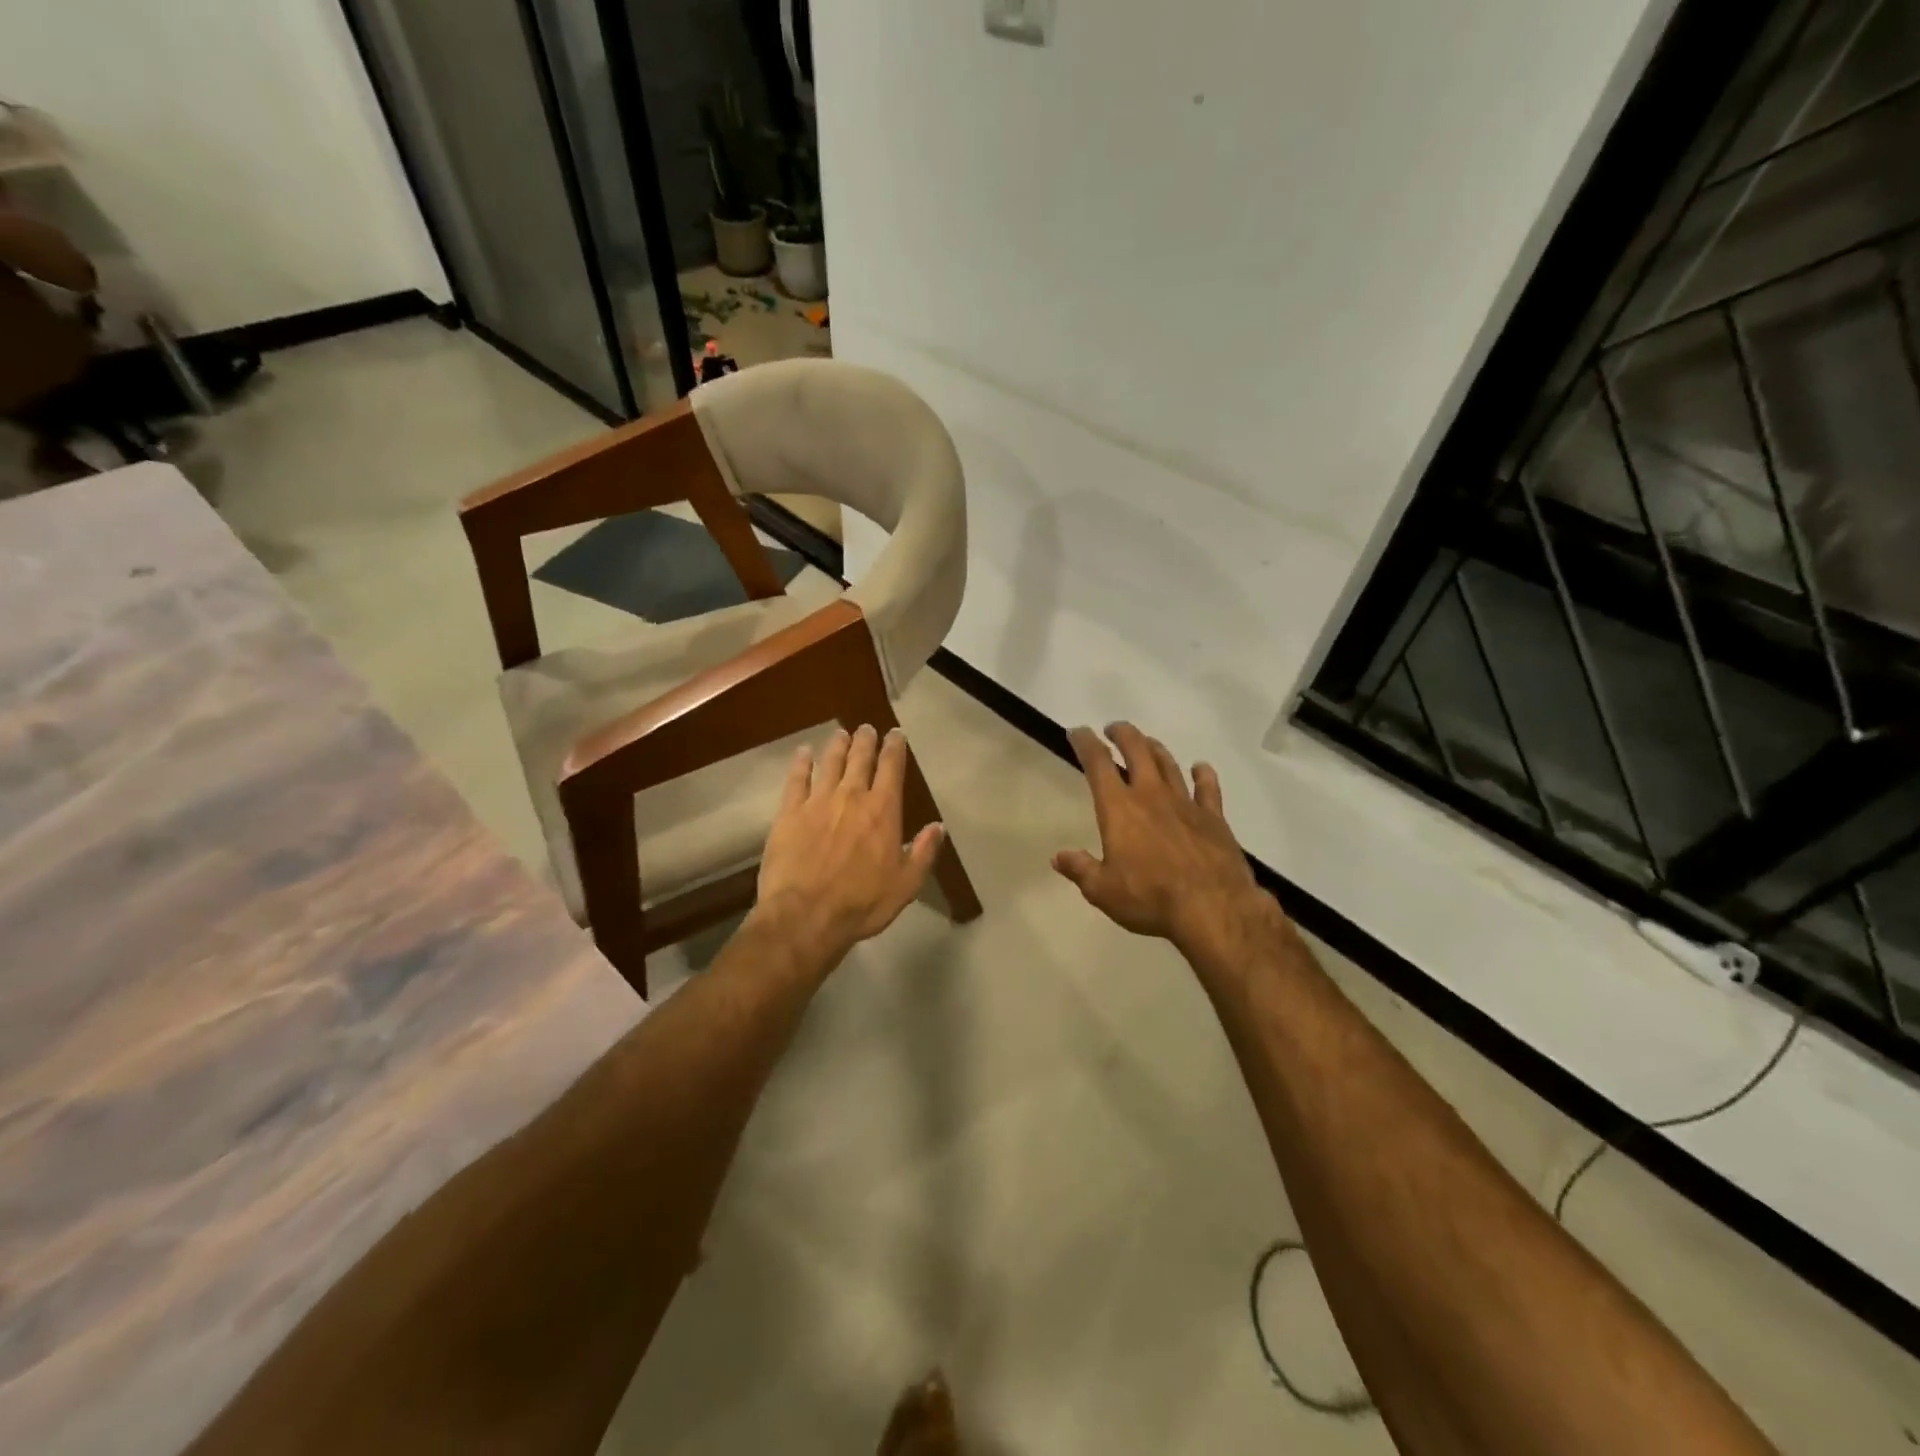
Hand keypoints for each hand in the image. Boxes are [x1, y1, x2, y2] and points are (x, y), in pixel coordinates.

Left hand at [753, 725, 945, 972]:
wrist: (805, 916)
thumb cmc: (861, 903)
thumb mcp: (905, 884)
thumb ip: (923, 852)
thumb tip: (938, 826)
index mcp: (883, 811)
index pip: (892, 768)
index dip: (895, 748)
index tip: (896, 734)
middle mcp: (851, 796)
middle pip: (860, 758)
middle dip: (866, 740)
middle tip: (867, 728)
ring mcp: (817, 802)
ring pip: (830, 762)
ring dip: (837, 745)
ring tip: (840, 733)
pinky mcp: (789, 813)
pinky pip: (796, 779)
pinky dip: (801, 763)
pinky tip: (803, 753)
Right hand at [1053, 724, 1286, 965]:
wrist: (1214, 908)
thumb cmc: (1151, 898)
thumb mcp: (1103, 891)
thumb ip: (1080, 870)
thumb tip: (1058, 857)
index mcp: (1119, 808)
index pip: (1098, 763)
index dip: (1085, 743)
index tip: (1077, 732)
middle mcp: (1151, 795)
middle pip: (1137, 750)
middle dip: (1122, 734)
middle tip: (1113, 729)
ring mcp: (1186, 803)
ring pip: (1168, 763)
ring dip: (1154, 748)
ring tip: (1146, 743)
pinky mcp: (1214, 818)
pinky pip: (1208, 788)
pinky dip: (1202, 774)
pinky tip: (1200, 768)